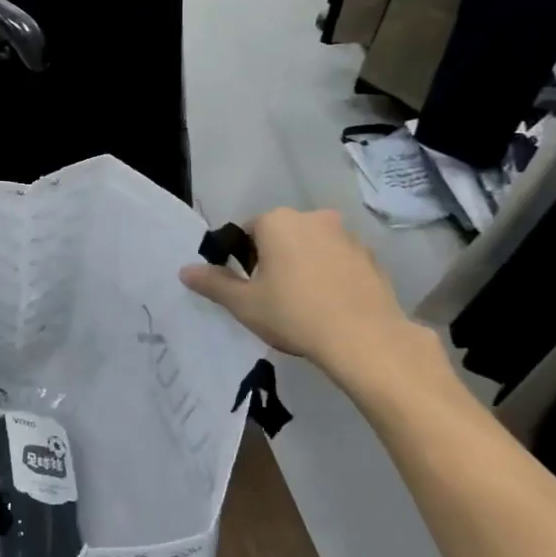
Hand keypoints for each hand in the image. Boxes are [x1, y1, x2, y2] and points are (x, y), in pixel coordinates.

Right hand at [179, 208, 445, 398]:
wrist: (364, 338)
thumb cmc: (294, 314)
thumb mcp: (244, 303)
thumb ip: (213, 283)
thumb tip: (185, 270)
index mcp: (277, 221)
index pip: (246, 232)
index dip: (240, 260)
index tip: (246, 288)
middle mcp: (313, 217)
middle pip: (281, 236)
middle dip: (273, 260)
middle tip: (271, 298)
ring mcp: (347, 236)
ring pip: (312, 247)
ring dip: (303, 266)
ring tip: (303, 305)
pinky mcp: (371, 258)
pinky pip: (339, 262)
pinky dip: (330, 276)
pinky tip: (329, 307)